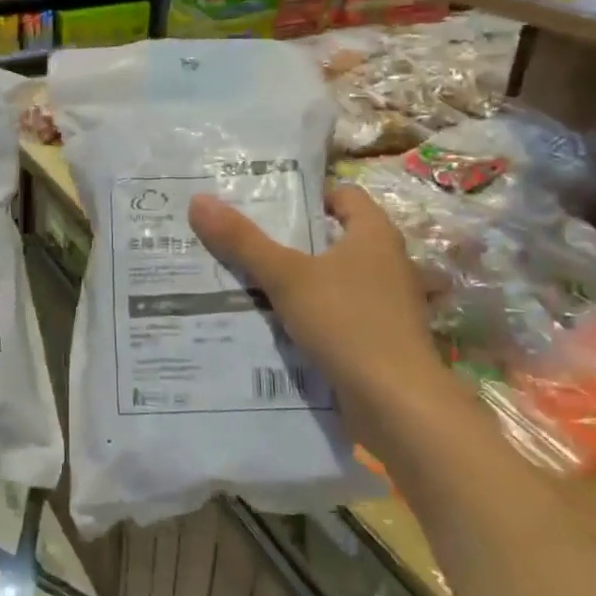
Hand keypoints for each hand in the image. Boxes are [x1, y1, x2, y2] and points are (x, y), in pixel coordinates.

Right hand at [187, 186, 447, 425]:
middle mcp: (385, 261)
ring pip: (331, 278)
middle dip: (289, 239)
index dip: (305, 194)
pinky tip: (272, 322)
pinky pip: (335, 312)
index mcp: (374, 234)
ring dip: (296, 279)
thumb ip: (243, 241)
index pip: (343, 195)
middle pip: (332, 237)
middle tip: (240, 238)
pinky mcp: (378, 336)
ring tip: (245, 279)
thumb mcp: (286, 277)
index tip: (263, 202)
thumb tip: (198, 200)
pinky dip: (308, 312)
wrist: (396, 402)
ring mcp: (384, 302)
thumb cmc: (347, 322)